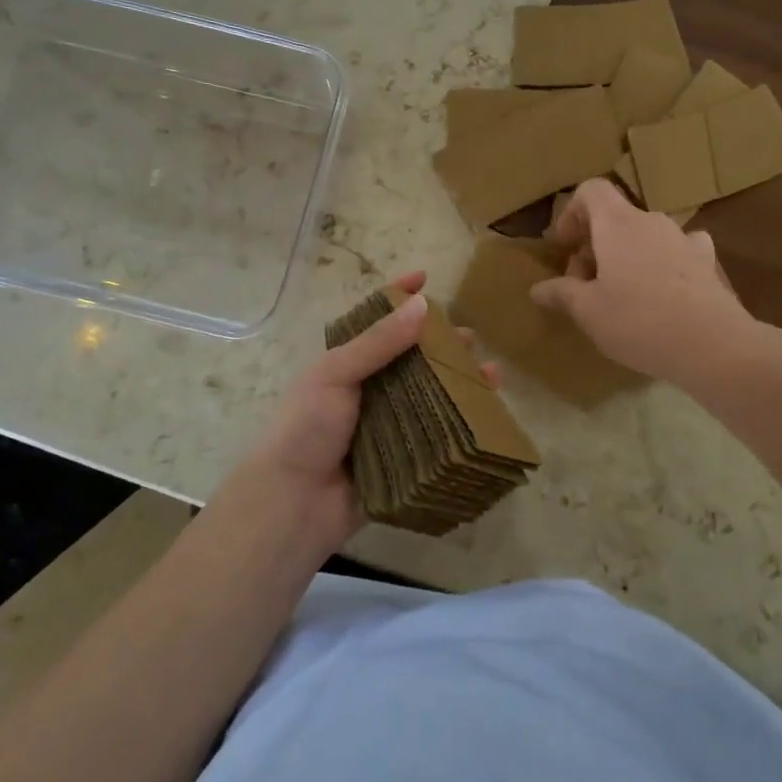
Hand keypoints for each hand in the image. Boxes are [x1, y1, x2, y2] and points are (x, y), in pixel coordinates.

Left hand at [226, 271, 497, 556]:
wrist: (292, 504)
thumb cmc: (306, 428)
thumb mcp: (335, 374)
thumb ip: (378, 342)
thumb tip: (421, 304)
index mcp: (346, 364)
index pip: (376, 322)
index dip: (399, 298)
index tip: (426, 277)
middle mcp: (369, 390)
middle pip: (412, 358)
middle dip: (441, 345)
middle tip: (471, 339)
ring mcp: (387, 425)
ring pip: (429, 395)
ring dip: (458, 382)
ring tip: (489, 374)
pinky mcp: (402, 458)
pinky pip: (435, 435)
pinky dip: (459, 422)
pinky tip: (484, 415)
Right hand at [532, 179, 765, 388]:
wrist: (713, 345)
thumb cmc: (639, 321)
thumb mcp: (588, 312)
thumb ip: (561, 294)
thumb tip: (537, 289)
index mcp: (618, 223)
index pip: (591, 190)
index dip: (572, 213)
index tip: (566, 248)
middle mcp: (652, 221)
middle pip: (616, 217)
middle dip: (595, 245)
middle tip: (585, 285)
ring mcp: (684, 239)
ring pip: (645, 235)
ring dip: (627, 255)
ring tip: (622, 293)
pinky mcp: (707, 263)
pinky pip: (678, 250)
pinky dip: (664, 263)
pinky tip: (663, 291)